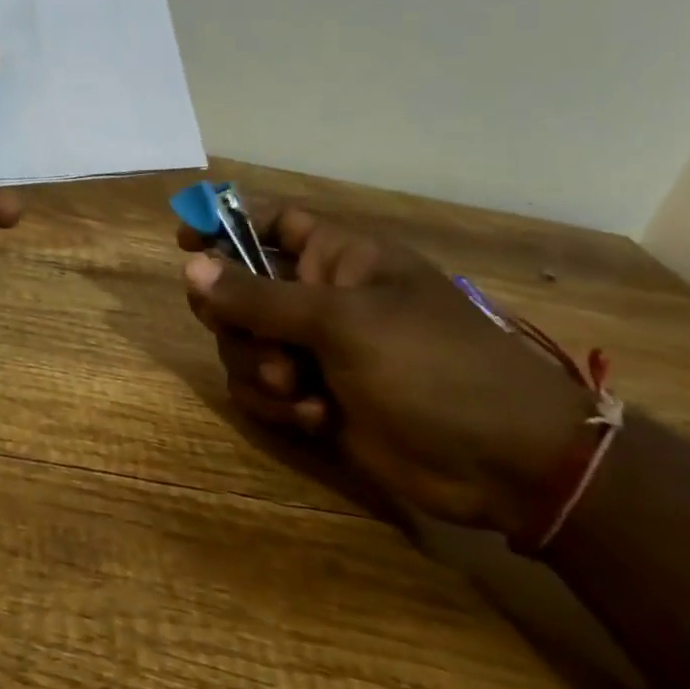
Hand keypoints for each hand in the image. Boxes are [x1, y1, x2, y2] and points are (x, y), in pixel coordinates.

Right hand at [180, 204, 590, 536]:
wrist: (506, 464)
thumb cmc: (433, 366)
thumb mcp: (343, 322)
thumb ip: (260, 297)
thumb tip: (190, 267)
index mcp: (338, 260)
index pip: (271, 224)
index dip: (225, 225)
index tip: (183, 242)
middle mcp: (319, 300)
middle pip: (239, 290)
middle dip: (235, 318)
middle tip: (252, 336)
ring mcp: (315, 351)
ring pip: (242, 345)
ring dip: (259, 368)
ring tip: (299, 389)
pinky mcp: (313, 398)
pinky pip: (260, 390)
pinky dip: (278, 405)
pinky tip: (316, 419)